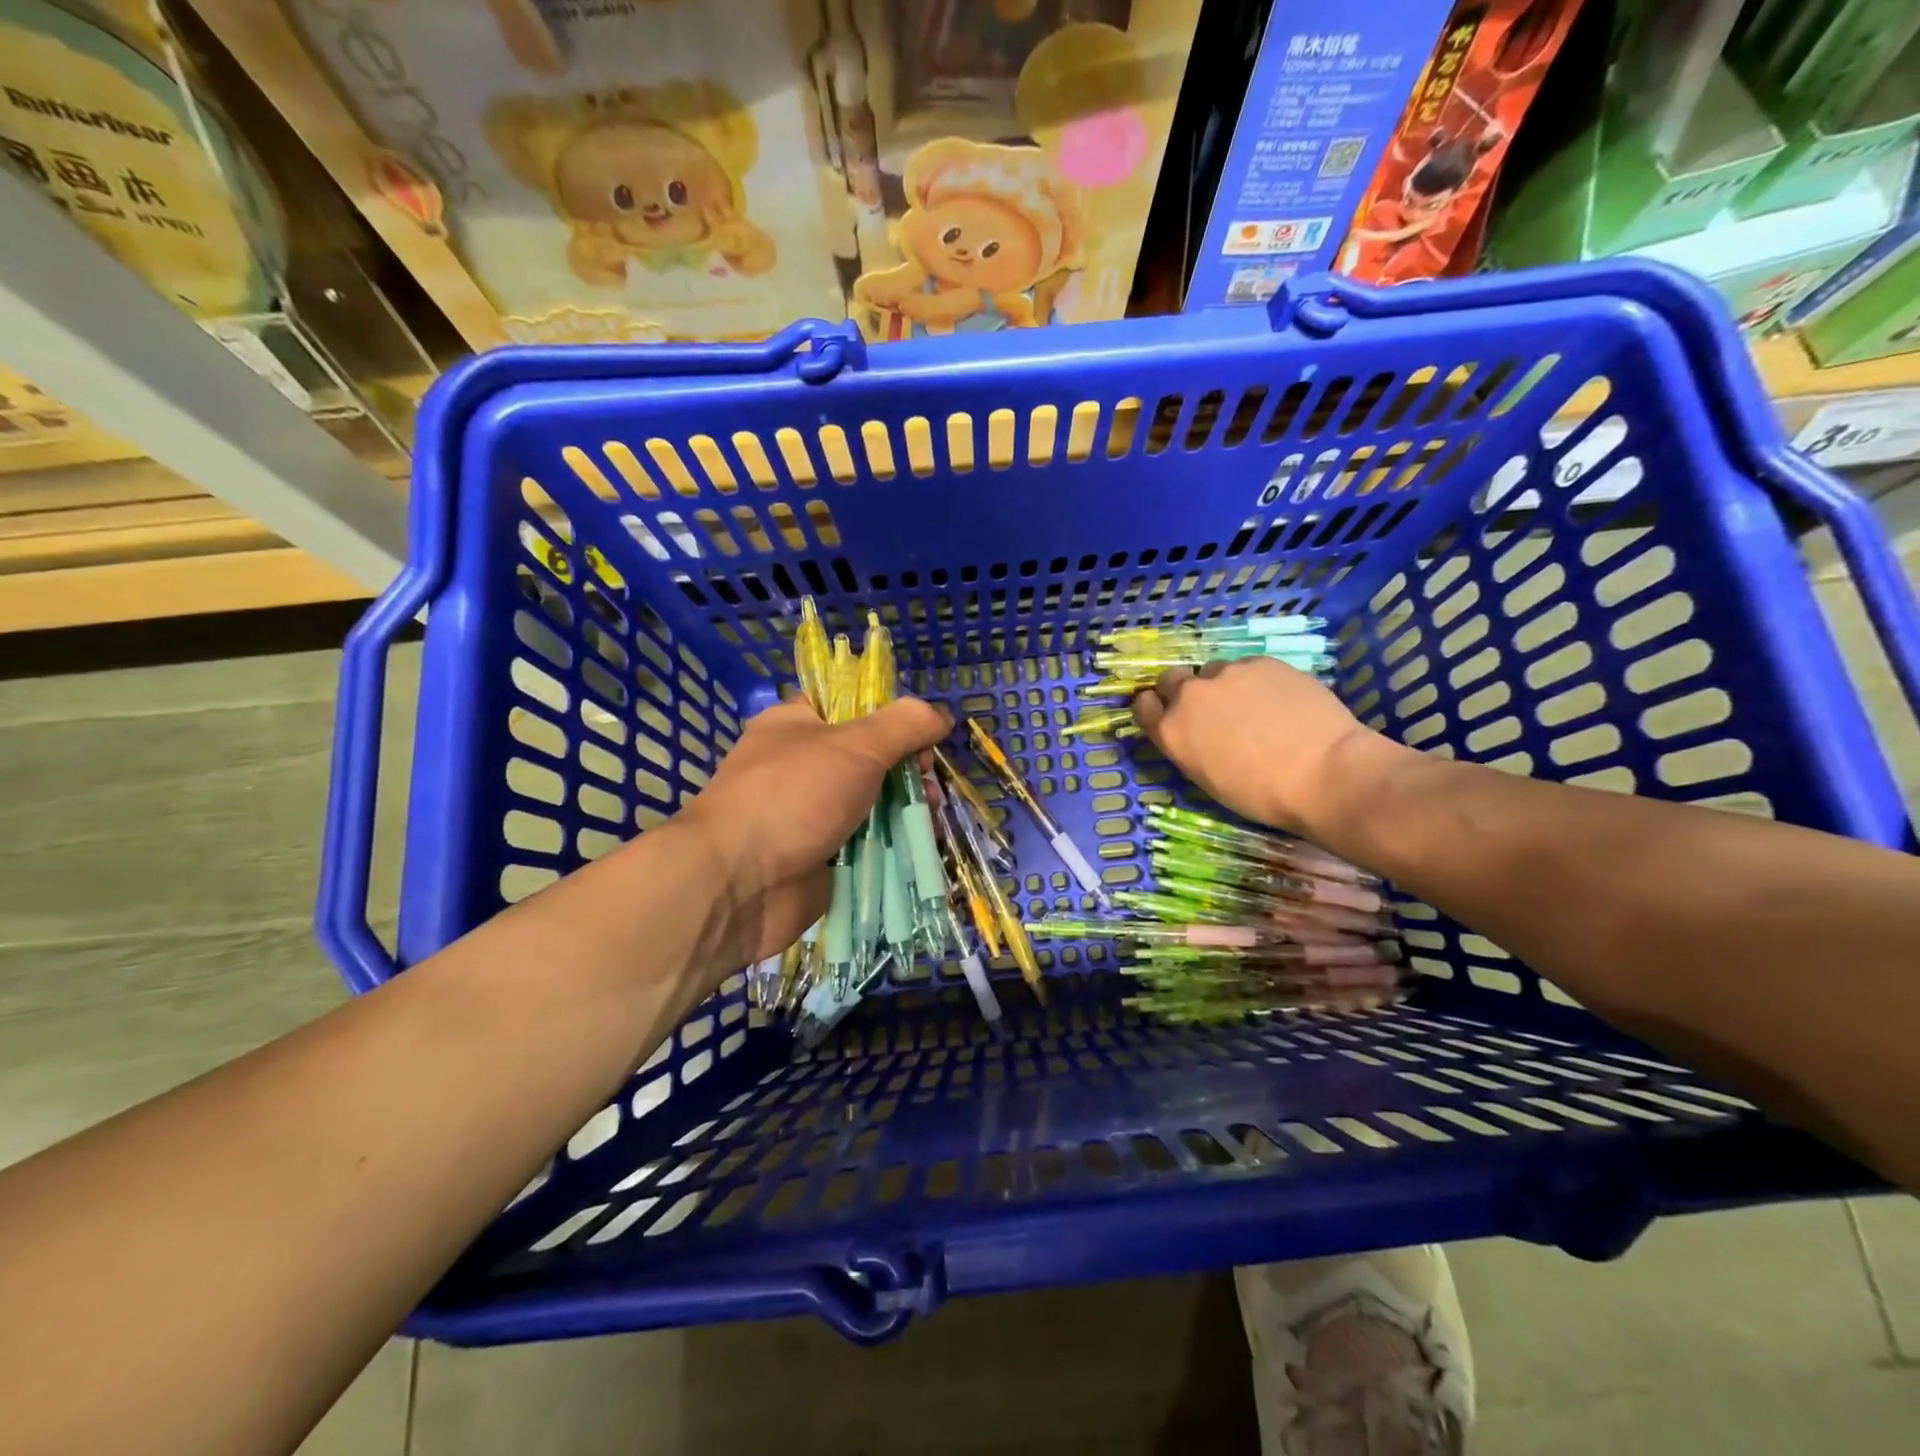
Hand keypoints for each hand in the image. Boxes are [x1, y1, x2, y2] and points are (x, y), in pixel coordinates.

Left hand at [675, 697, 949, 967]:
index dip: (893, 718)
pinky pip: (869, 844)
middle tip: (929, 784)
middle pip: (873, 759)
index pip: (854, 708)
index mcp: (799, 725)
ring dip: (907, 809)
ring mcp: (813, 815)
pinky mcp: (824, 857)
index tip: (924, 736)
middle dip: (909, 770)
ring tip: (929, 819)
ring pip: (875, 804)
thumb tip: (940, 714)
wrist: (738, 884)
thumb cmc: (793, 797)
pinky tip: (920, 847)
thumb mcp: (856, 745)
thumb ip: (904, 725)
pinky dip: (895, 845)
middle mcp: (805, 766)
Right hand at [1131, 658, 1393, 836]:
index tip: (1167, 715)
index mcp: (1171, 731)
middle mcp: (1190, 695)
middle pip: (1171, 679)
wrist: (1325, 773)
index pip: (1142, 705)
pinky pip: (1249, 667)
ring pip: (1214, 672)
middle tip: (1211, 711)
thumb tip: (1195, 733)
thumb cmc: (1263, 794)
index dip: (1155, 708)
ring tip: (1255, 708)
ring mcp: (1227, 674)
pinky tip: (1281, 702)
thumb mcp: (1208, 778)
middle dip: (1184, 691)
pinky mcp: (1262, 662)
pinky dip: (1256, 682)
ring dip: (1224, 686)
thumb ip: (1189, 746)